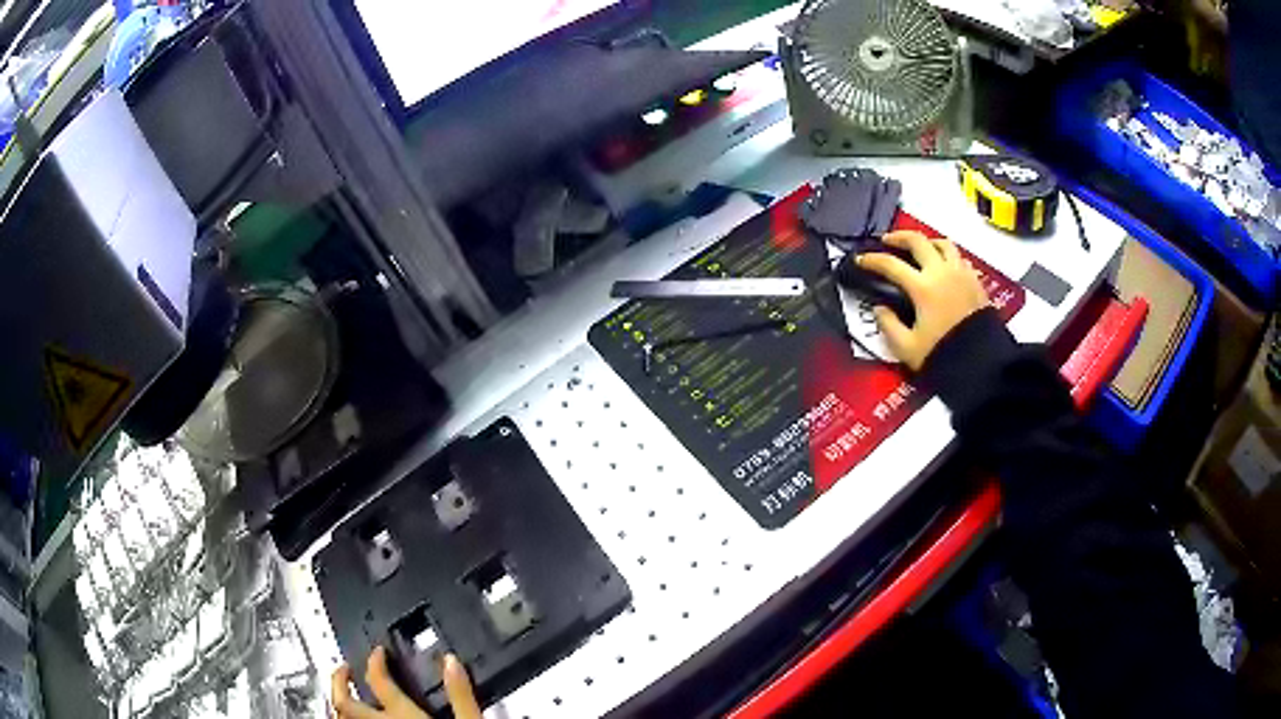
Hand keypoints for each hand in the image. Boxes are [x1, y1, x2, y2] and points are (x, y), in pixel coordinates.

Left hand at [331, 646, 481, 718]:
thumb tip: (449, 662)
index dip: (375, 661)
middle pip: (344, 701)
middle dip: (339, 680)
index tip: (378, 653)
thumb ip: (460, 695)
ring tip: (345, 696)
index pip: (378, 681)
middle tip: (344, 668)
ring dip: (339, 704)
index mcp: (403, 717)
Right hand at [858, 230, 989, 370]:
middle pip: (918, 241)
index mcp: (923, 287)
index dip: (872, 260)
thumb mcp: (907, 348)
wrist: (982, 365)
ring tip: (920, 249)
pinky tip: (944, 267)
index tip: (861, 260)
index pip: (891, 264)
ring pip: (943, 243)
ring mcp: (962, 274)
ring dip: (927, 242)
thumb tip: (879, 309)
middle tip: (888, 241)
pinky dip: (948, 256)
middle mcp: (942, 273)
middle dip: (899, 237)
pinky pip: (960, 258)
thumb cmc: (942, 355)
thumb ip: (888, 325)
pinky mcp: (976, 282)